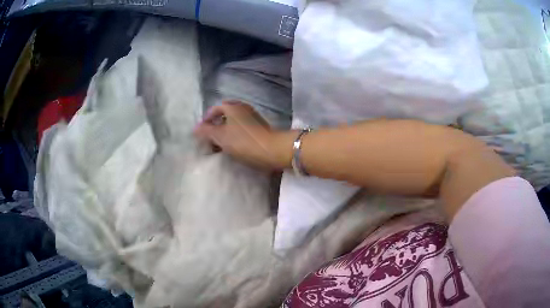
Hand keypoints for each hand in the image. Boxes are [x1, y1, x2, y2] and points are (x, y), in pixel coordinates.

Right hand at [194, 101, 290, 169]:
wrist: (273, 150)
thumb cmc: (244, 141)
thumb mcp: (221, 136)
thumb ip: (206, 131)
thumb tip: (195, 128)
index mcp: (233, 107)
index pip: (215, 109)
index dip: (206, 119)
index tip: (202, 131)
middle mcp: (243, 108)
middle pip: (225, 114)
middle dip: (216, 125)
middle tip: (210, 138)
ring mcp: (253, 117)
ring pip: (234, 122)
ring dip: (226, 131)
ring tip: (220, 144)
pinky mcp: (260, 128)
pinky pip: (242, 129)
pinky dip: (235, 135)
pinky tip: (234, 146)